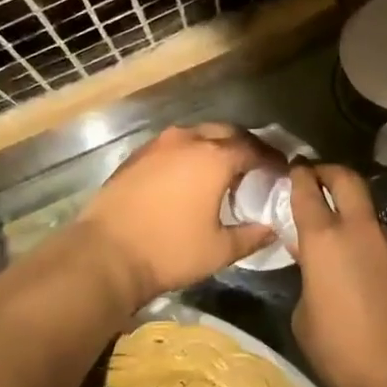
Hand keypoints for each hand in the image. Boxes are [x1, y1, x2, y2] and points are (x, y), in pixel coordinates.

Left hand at [76, 124, 277, 307]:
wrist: (105, 254)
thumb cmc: (169, 251)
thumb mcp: (219, 250)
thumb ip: (251, 235)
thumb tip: (272, 229)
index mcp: (214, 158)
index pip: (254, 149)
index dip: (271, 159)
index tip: (281, 171)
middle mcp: (187, 141)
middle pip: (226, 132)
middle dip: (245, 145)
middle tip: (256, 165)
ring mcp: (158, 145)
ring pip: (196, 135)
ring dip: (214, 146)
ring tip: (223, 169)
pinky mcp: (136, 156)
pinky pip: (173, 146)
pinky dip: (188, 153)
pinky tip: (189, 175)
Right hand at [288, 163, 386, 386]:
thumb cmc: (342, 352)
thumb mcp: (304, 316)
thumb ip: (306, 277)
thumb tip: (314, 266)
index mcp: (324, 239)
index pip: (307, 190)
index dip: (299, 175)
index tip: (294, 169)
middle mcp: (360, 230)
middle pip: (347, 179)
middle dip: (329, 171)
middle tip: (317, 176)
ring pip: (368, 213)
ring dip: (352, 214)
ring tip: (340, 237)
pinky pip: (384, 242)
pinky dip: (370, 245)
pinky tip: (365, 271)